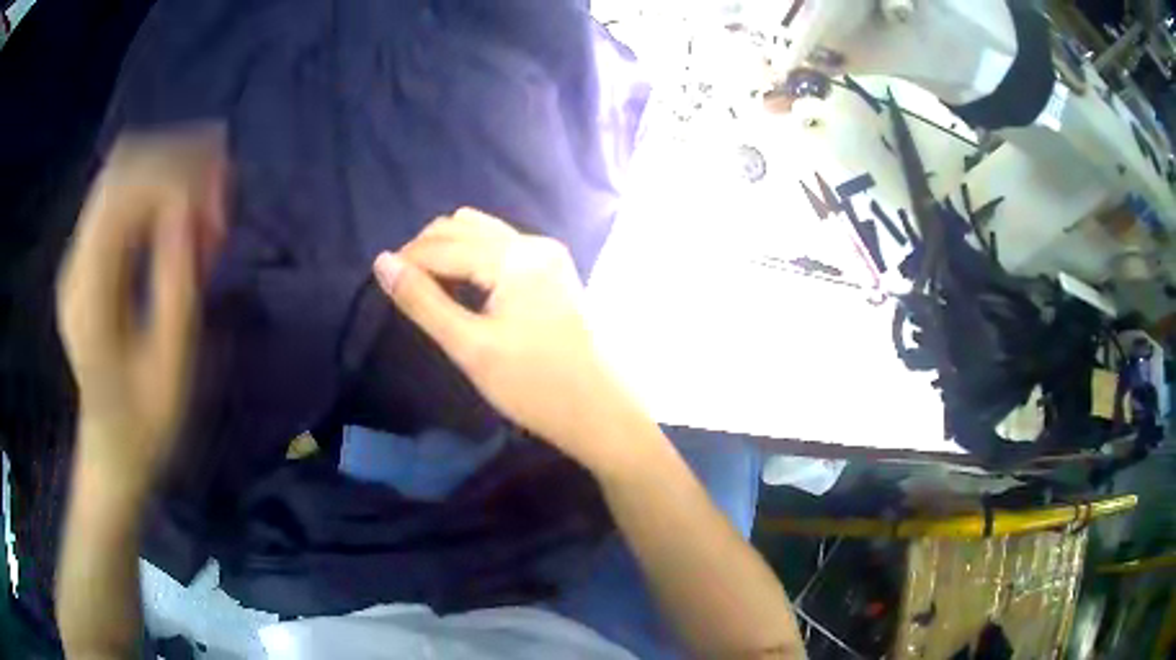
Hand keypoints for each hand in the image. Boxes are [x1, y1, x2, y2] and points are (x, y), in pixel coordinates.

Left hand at [57, 126, 226, 485]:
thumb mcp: (170, 367)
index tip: (221, 207)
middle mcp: (77, 260)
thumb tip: (191, 209)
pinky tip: (187, 210)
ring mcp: (80, 254)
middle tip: (223, 186)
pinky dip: (158, 190)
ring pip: (123, 172)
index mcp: (88, 293)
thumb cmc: (145, 424)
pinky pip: (123, 197)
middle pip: (121, 167)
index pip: (124, 194)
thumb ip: (177, 285)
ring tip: (212, 192)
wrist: (112, 450)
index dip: (176, 181)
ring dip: (170, 169)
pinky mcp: (90, 256)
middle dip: (176, 161)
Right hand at [373, 208, 648, 473]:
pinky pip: (502, 248)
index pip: (443, 245)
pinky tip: (463, 284)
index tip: (381, 281)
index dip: (407, 259)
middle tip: (403, 286)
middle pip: (463, 227)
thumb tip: (382, 262)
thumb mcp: (470, 347)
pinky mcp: (554, 271)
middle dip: (426, 249)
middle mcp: (533, 243)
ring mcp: (548, 255)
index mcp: (514, 257)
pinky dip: (474, 257)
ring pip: (483, 233)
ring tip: (428, 284)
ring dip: (449, 249)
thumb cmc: (534, 386)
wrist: (601, 412)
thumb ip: (423, 302)